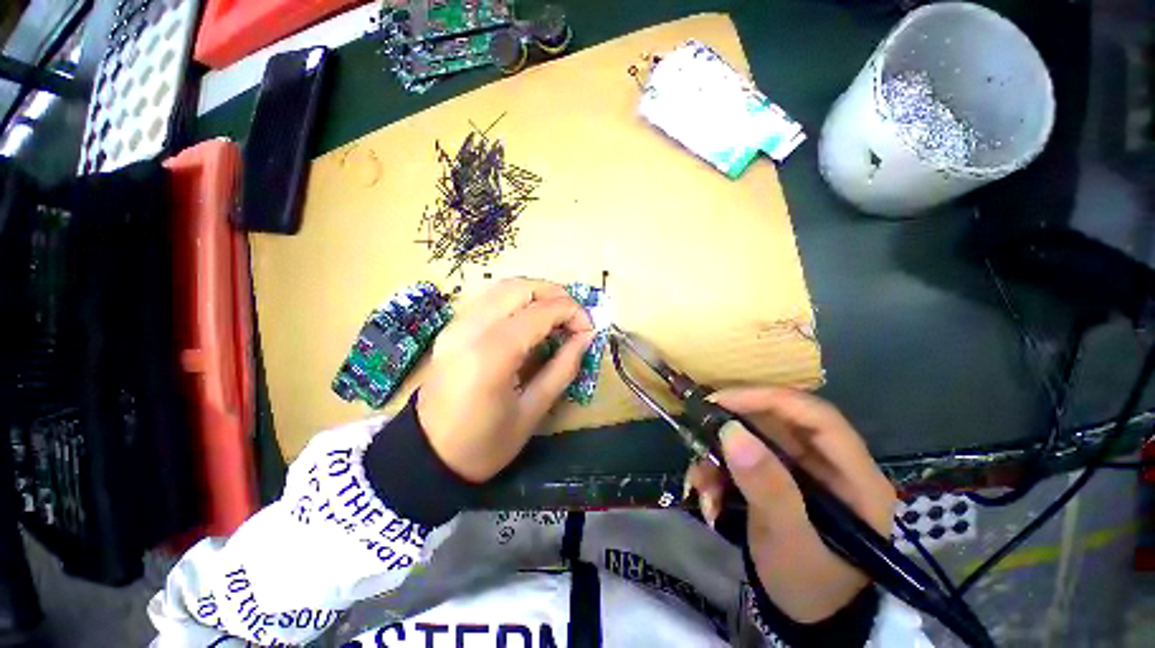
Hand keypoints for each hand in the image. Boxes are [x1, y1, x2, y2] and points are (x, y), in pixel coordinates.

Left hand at [418, 278, 593, 482]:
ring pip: (503, 287)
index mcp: (492, 355)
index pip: (540, 312)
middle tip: (574, 317)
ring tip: (557, 316)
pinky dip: (517, 300)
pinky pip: (490, 299)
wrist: (428, 456)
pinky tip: (530, 320)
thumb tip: (585, 337)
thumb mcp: (533, 411)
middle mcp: (471, 329)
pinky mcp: (452, 328)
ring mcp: (457, 325)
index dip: (572, 312)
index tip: (588, 329)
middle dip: (555, 294)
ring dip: (536, 294)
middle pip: (520, 288)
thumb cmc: (485, 443)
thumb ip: (563, 368)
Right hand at [685, 387, 895, 622]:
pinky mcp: (779, 478)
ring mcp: (803, 470)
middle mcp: (830, 464)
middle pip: (779, 422)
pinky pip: (743, 457)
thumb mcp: (789, 543)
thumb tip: (731, 432)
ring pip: (754, 438)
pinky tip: (707, 495)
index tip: (721, 401)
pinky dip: (719, 471)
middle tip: (698, 432)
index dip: (769, 399)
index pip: (816, 416)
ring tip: (701, 485)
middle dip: (733, 429)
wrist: (805, 617)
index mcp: (855, 476)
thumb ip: (768, 488)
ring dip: (720, 455)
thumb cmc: (809, 585)